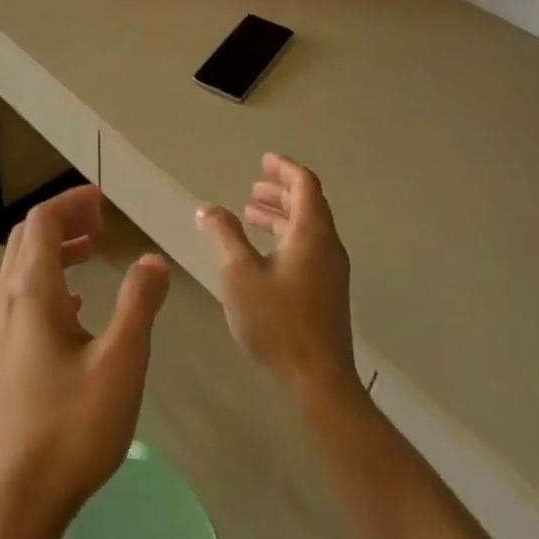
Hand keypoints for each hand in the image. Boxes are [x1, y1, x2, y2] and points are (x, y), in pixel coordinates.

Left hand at [0, 185, 170, 536]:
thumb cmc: (71, 427)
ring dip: (54, 251)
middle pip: (26, 240)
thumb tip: (152, 261)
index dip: (71, 203)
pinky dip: (48, 284)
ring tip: (90, 251)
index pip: (42, 223)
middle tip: (100, 220)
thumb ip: (138, 304)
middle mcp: (5, 303)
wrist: (14, 499)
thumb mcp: (121, 362)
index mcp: (30, 294)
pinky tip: (75, 308)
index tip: (103, 200)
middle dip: (62, 221)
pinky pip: (20, 300)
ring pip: (20, 270)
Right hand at [196, 154, 359, 405]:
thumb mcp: (239, 274)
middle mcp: (327, 246)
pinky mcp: (326, 293)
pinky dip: (285, 238)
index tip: (264, 160)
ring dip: (281, 217)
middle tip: (253, 188)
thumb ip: (224, 235)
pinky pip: (307, 249)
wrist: (317, 378)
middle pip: (309, 205)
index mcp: (311, 234)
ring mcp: (330, 271)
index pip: (305, 185)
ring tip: (251, 215)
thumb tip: (208, 209)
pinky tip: (262, 255)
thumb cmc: (277, 321)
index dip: (284, 169)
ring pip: (308, 230)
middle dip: (280, 192)